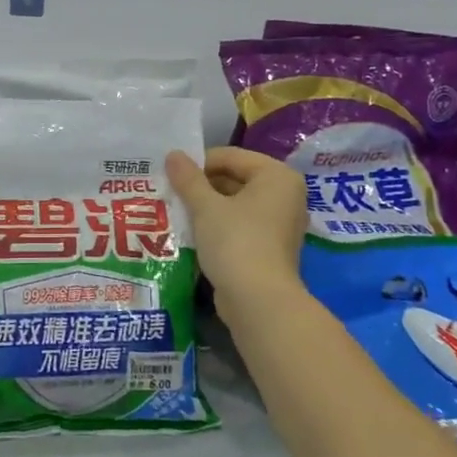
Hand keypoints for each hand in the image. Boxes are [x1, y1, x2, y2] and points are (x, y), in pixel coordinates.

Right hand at [165, 147, 308, 323]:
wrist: (259, 302)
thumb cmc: (236, 242)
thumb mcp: (206, 206)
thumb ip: (188, 178)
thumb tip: (172, 154)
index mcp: (277, 176)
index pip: (231, 156)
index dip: (199, 163)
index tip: (172, 173)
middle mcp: (285, 195)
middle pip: (235, 178)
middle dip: (202, 186)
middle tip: (170, 192)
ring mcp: (280, 223)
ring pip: (236, 204)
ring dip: (207, 207)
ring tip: (176, 210)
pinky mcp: (271, 247)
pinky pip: (241, 225)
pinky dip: (218, 225)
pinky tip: (192, 232)